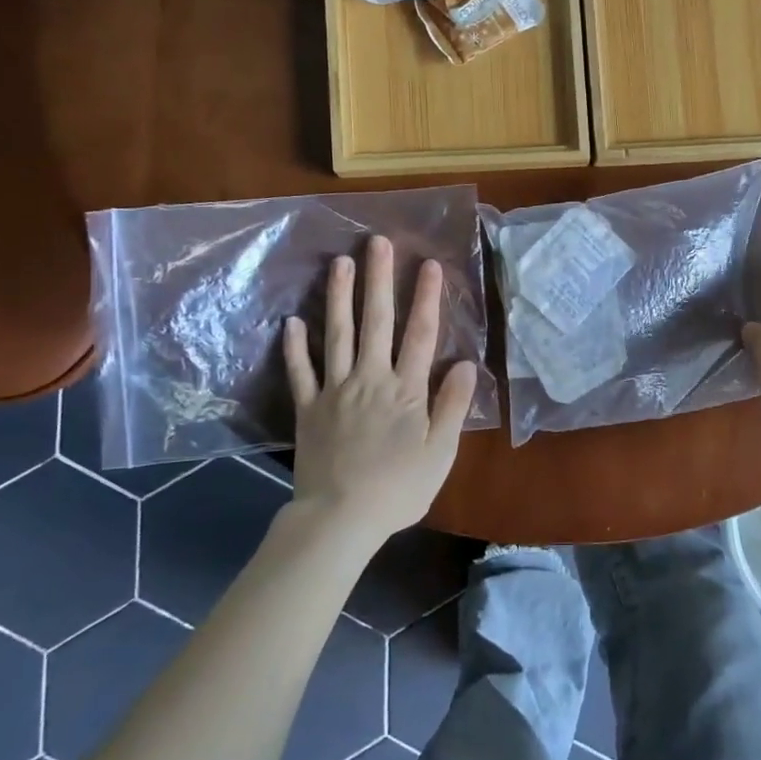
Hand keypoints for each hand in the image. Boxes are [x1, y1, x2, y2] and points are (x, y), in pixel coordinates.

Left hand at [284, 236, 478, 546]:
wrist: (340, 517)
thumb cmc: (399, 489)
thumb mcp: (440, 453)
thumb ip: (453, 405)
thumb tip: (467, 363)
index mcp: (405, 390)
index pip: (420, 335)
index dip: (426, 298)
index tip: (429, 264)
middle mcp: (370, 379)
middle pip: (376, 323)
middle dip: (379, 280)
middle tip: (377, 242)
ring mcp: (335, 391)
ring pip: (337, 335)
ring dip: (339, 297)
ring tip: (340, 263)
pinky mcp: (308, 408)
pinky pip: (300, 372)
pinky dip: (295, 347)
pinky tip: (293, 322)